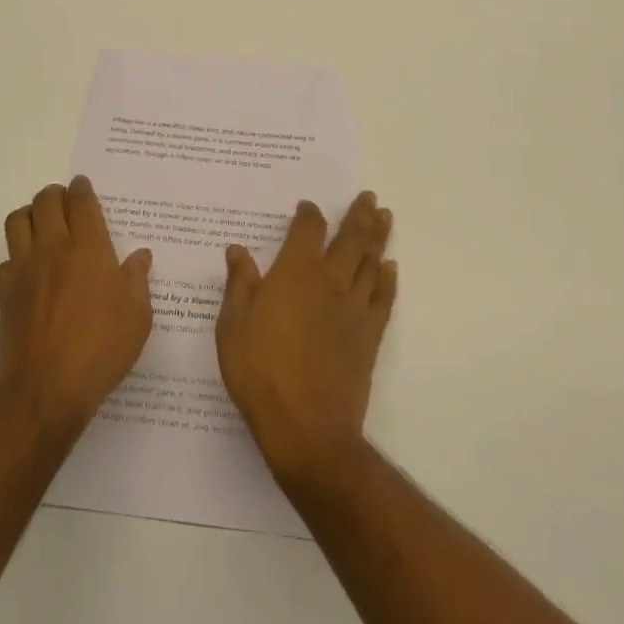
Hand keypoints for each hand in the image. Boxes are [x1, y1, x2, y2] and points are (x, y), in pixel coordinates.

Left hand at [0, 177, 153, 433]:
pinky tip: (26, 270)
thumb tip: (140, 256)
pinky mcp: (4, 294)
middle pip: (45, 202)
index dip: (81, 188)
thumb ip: (137, 279)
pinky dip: (14, 257)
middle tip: (63, 199)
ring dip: (29, 214)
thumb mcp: (137, 316)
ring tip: (40, 223)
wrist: (47, 388)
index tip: (81, 183)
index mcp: (89, 248)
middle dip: (54, 194)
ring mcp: (24, 270)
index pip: (81, 203)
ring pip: (17, 222)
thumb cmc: (102, 348)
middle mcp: (53, 249)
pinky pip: (4, 261)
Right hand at [215, 192, 397, 494]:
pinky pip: (383, 298)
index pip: (307, 230)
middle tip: (369, 196)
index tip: (308, 206)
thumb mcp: (232, 327)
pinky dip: (388, 279)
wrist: (307, 427)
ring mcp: (354, 308)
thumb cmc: (260, 373)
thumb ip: (239, 285)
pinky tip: (391, 267)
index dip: (309, 215)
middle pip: (350, 238)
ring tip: (385, 216)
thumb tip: (237, 250)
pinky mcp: (369, 335)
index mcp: (294, 274)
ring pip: (371, 262)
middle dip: (359, 215)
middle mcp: (329, 281)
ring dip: (378, 236)